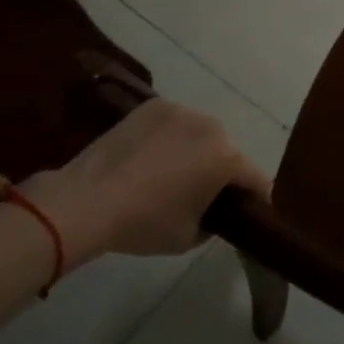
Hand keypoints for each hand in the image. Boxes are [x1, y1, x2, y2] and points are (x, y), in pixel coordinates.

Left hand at [23, 100, 271, 262]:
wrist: (87, 201)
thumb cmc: (144, 223)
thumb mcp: (190, 237)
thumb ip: (215, 221)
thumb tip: (215, 211)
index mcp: (227, 157)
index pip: (256, 179)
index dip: (254, 199)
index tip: (244, 213)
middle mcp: (212, 126)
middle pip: (228, 151)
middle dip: (222, 171)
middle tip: (202, 194)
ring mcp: (181, 110)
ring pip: (201, 134)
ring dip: (196, 151)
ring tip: (171, 173)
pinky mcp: (154, 105)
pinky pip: (174, 124)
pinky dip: (170, 138)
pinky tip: (150, 157)